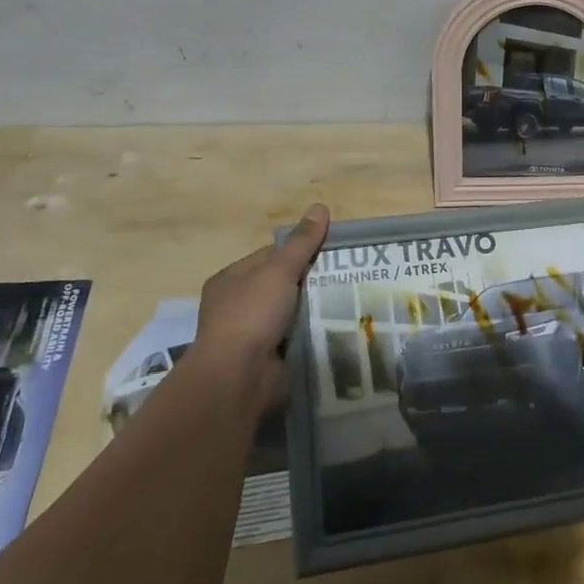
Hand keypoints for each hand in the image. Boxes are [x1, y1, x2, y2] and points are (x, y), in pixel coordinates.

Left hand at [194, 204, 329, 420]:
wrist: (238, 378)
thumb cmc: (251, 315)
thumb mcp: (278, 271)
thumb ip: (301, 243)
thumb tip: (321, 206)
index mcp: (231, 280)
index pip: (269, 257)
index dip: (299, 251)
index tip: (331, 250)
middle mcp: (238, 306)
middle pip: (282, 286)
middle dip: (312, 282)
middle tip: (349, 276)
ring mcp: (252, 335)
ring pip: (292, 314)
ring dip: (315, 311)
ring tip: (352, 301)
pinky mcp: (269, 359)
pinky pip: (297, 340)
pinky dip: (314, 335)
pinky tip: (340, 329)